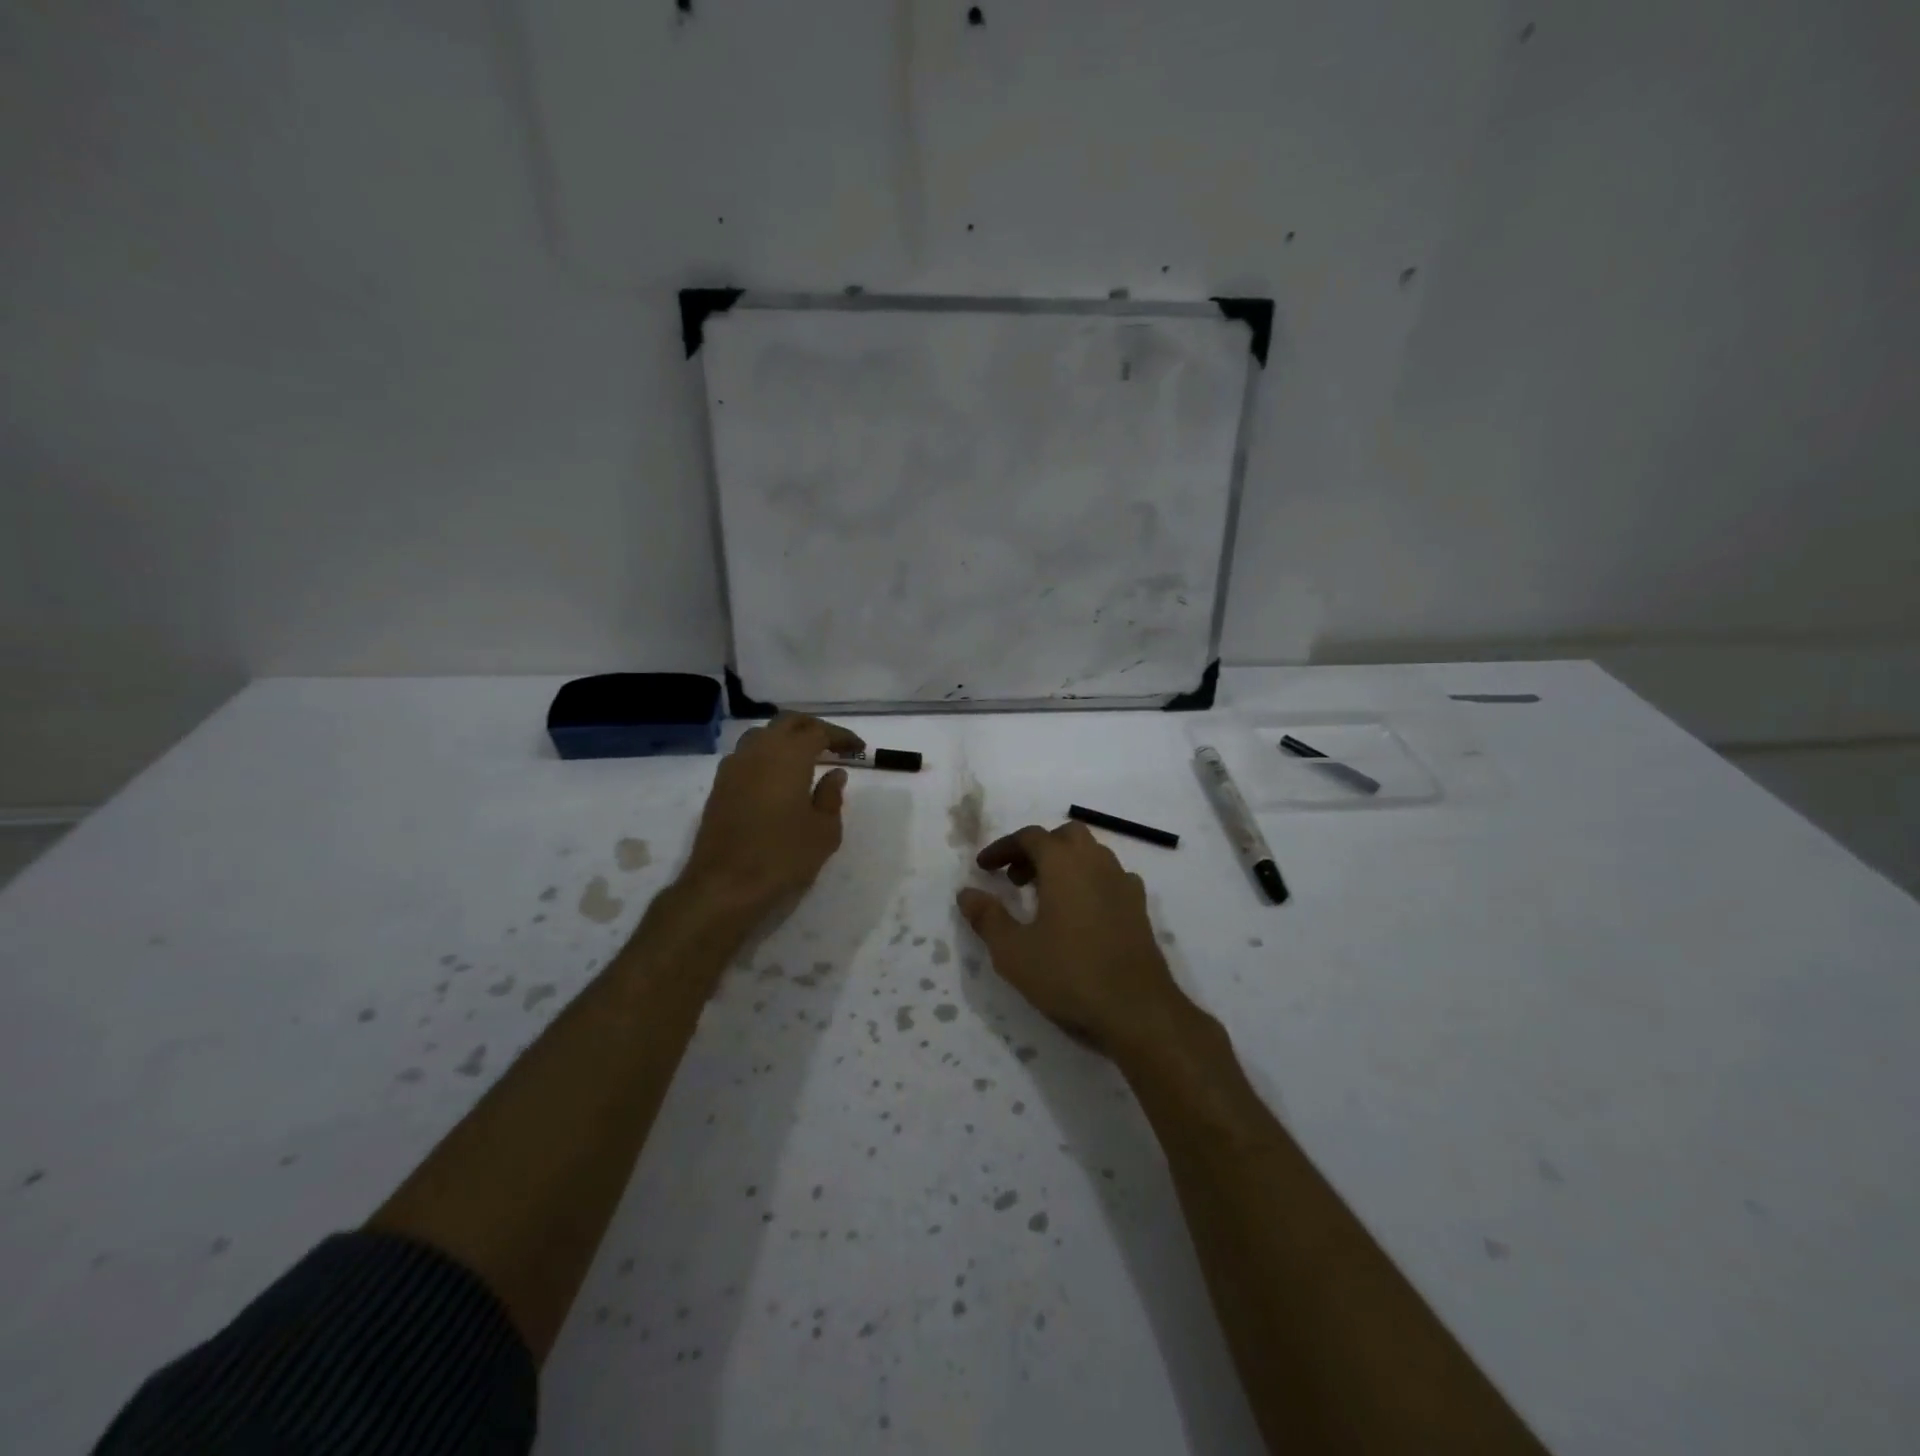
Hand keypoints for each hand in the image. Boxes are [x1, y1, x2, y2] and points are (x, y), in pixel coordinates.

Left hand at [678, 713, 864, 917]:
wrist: (724, 887)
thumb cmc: (783, 857)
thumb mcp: (824, 831)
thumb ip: (831, 797)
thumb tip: (835, 774)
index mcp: (788, 756)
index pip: (818, 731)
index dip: (841, 736)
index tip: (858, 747)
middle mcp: (758, 751)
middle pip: (787, 723)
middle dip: (813, 728)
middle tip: (834, 745)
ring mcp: (733, 767)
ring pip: (762, 735)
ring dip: (786, 738)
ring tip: (805, 758)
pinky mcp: (719, 786)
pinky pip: (747, 755)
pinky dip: (767, 755)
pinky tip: (777, 777)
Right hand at [956, 822, 1193, 1056]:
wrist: (1137, 1009)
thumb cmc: (1069, 975)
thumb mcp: (1013, 951)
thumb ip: (987, 917)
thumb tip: (966, 893)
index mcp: (1064, 864)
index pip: (1029, 837)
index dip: (1002, 848)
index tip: (983, 868)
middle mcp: (1096, 862)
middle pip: (1064, 836)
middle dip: (1037, 849)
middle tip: (1015, 878)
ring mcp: (1122, 883)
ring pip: (1091, 854)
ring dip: (1064, 863)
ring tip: (1044, 896)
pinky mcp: (1139, 907)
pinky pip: (1110, 878)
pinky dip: (1089, 881)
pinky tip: (1081, 912)